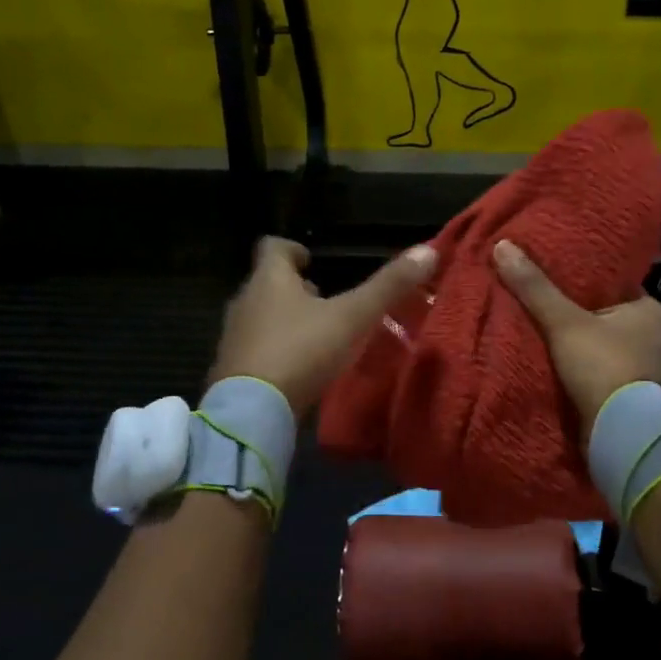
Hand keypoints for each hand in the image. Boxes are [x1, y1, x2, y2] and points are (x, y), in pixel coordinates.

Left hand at [211, 238, 437, 414]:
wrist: (251, 411)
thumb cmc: (301, 351)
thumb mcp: (353, 318)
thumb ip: (389, 287)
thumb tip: (428, 251)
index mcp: (269, 280)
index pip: (273, 248)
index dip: (292, 250)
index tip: (310, 260)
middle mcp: (246, 302)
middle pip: (267, 284)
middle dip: (295, 289)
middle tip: (324, 299)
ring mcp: (234, 338)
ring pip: (261, 317)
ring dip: (286, 320)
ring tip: (318, 335)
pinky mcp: (232, 370)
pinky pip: (256, 350)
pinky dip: (276, 350)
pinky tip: (299, 368)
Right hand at [494, 240, 660, 434]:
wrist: (624, 435)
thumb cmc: (603, 367)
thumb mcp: (563, 322)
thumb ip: (535, 288)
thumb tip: (502, 245)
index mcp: (653, 312)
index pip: (618, 288)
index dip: (589, 285)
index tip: (561, 282)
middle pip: (615, 321)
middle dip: (588, 321)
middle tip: (553, 313)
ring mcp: (654, 374)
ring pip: (614, 352)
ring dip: (591, 352)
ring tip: (556, 344)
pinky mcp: (641, 401)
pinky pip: (613, 379)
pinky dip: (595, 377)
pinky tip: (570, 375)